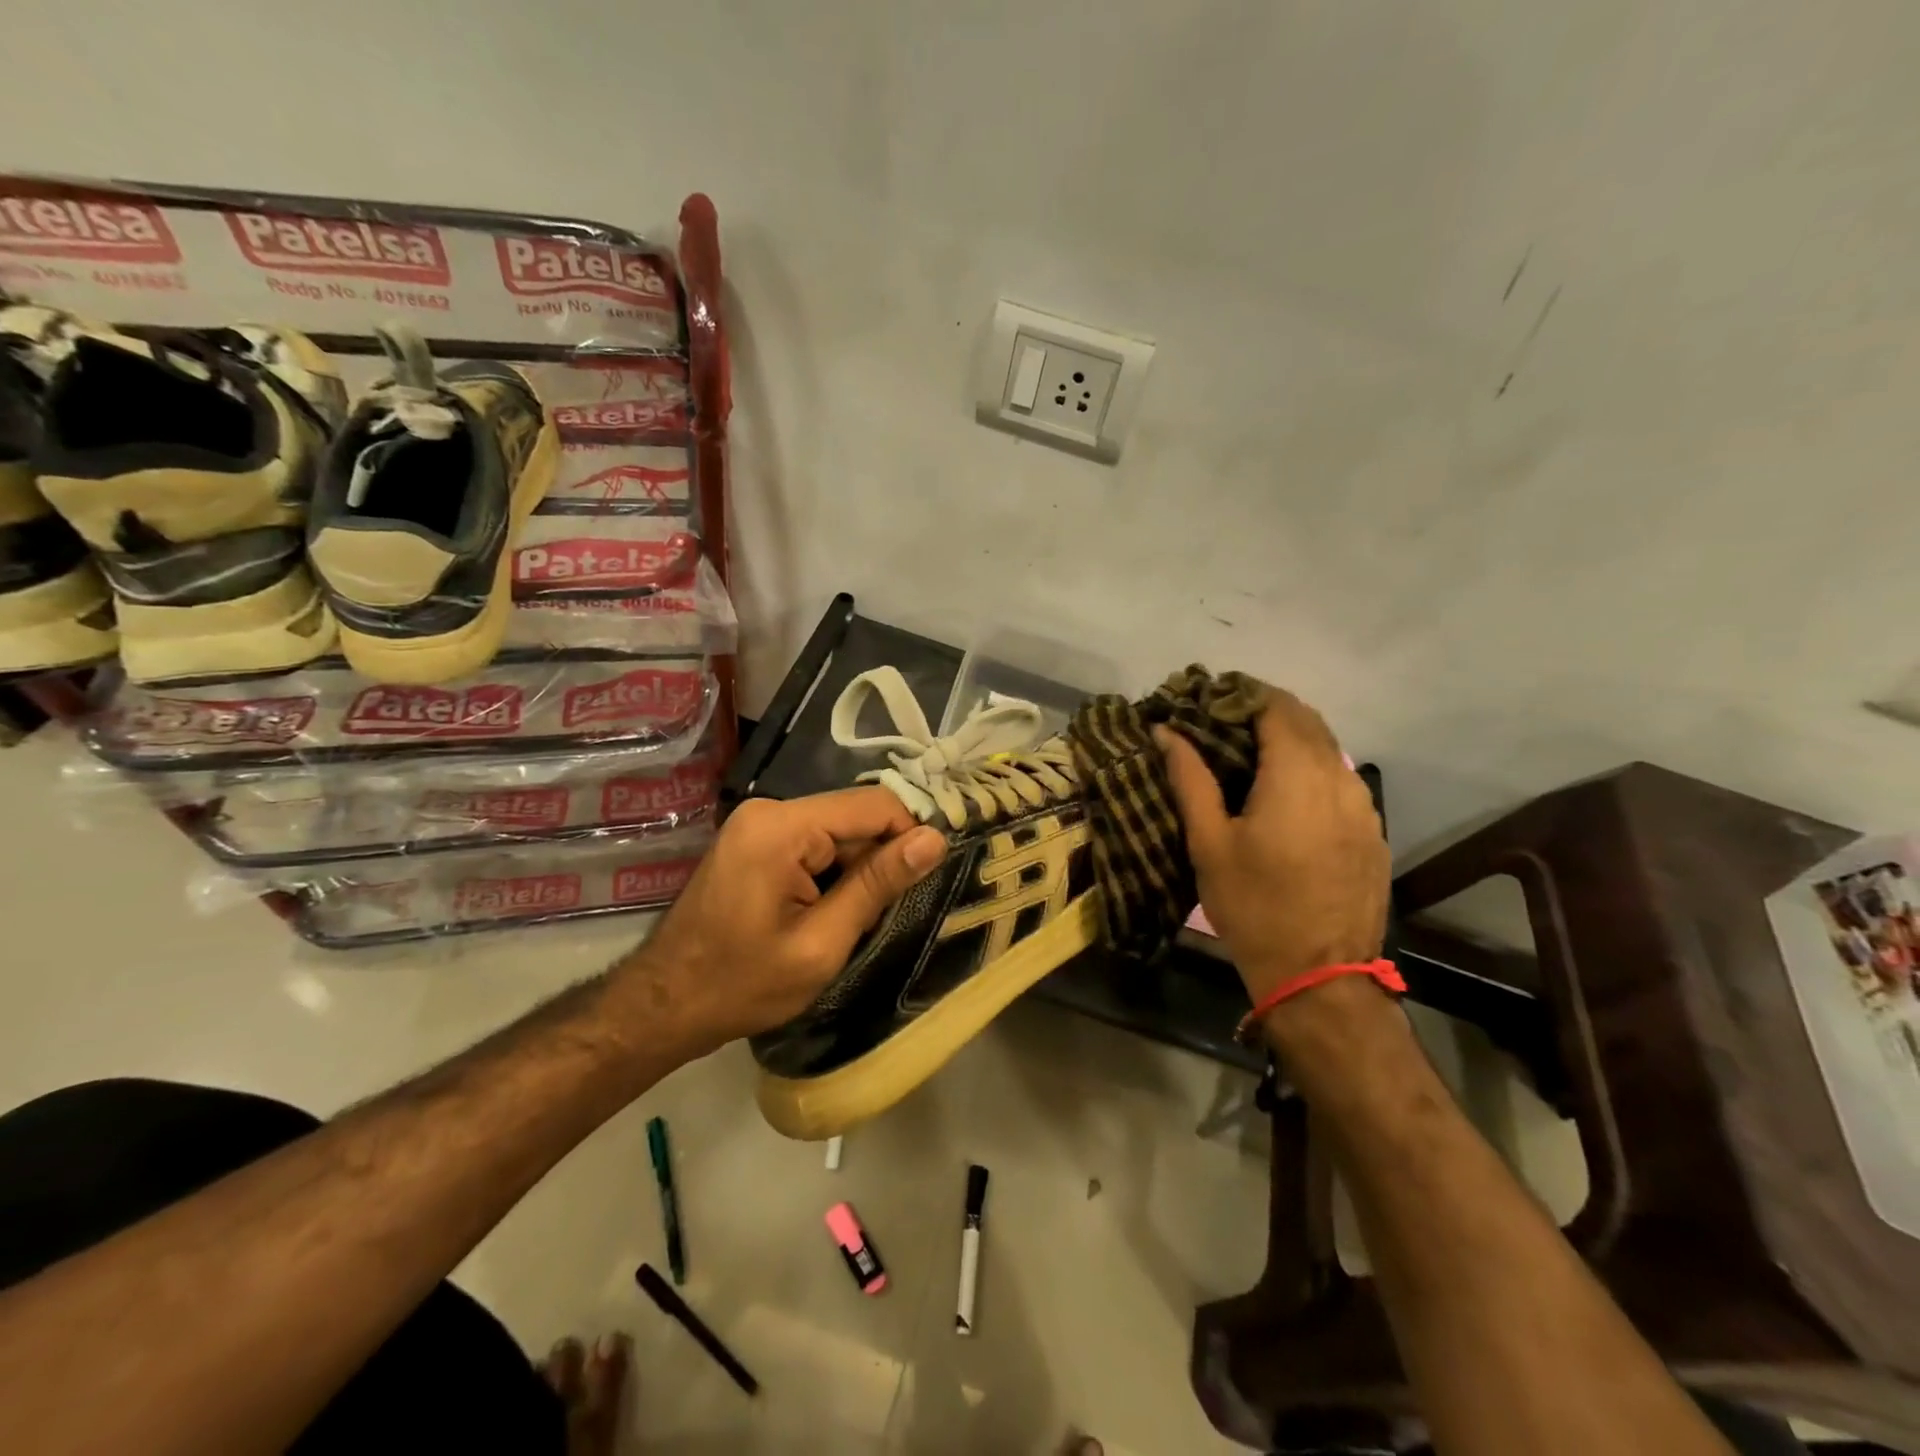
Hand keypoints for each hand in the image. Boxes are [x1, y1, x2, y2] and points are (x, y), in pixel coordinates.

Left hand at [614, 788, 946, 1053]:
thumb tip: (934, 839)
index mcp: (782, 827)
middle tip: (881, 914)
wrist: (664, 1005)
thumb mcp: (821, 942)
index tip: (927, 878)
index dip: (910, 835)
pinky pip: (811, 842)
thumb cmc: (742, 984)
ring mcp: (757, 822)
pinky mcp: (753, 839)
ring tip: (850, 920)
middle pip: (853, 817)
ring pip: (836, 832)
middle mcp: (769, 809)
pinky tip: (825, 910)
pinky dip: (830, 872)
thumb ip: (877, 884)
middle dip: (877, 860)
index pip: (873, 805)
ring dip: (854, 870)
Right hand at [1156, 689, 1389, 1007]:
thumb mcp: (1208, 841)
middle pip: (1306, 720)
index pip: (1275, 705)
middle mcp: (1339, 777)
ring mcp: (1364, 805)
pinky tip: (1283, 796)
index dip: (1241, 694)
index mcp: (1297, 774)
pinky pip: (1340, 780)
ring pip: (1327, 749)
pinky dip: (1310, 770)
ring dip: (1289, 740)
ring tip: (1247, 758)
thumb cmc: (1253, 905)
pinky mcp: (1372, 831)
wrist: (1320, 976)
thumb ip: (1189, 778)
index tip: (1207, 702)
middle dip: (1263, 712)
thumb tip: (1165, 731)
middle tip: (1220, 726)